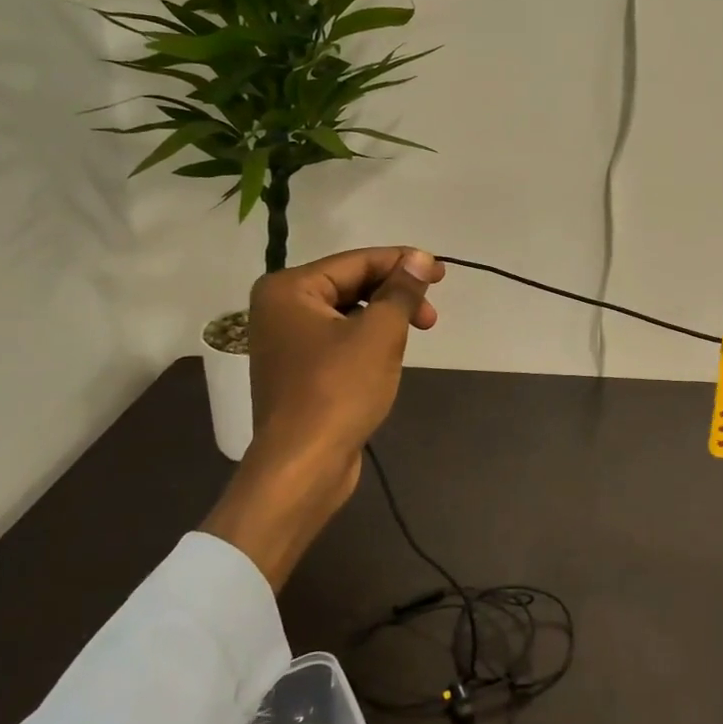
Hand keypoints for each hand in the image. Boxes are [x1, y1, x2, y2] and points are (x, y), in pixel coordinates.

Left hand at [203, 246, 444, 590]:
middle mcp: (280, 308)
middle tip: (432, 315)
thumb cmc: (339, 391)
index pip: (356, 262)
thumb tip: (419, 258)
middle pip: (351, 285)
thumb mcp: (380, 333)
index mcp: (289, 289)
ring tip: (417, 333)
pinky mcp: (298, 370)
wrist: (304, 465)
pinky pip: (340, 339)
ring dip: (386, 318)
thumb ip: (401, 290)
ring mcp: (286, 342)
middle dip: (395, 295)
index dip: (402, 263)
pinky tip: (390, 355)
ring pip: (348, 313)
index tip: (442, 273)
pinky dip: (369, 340)